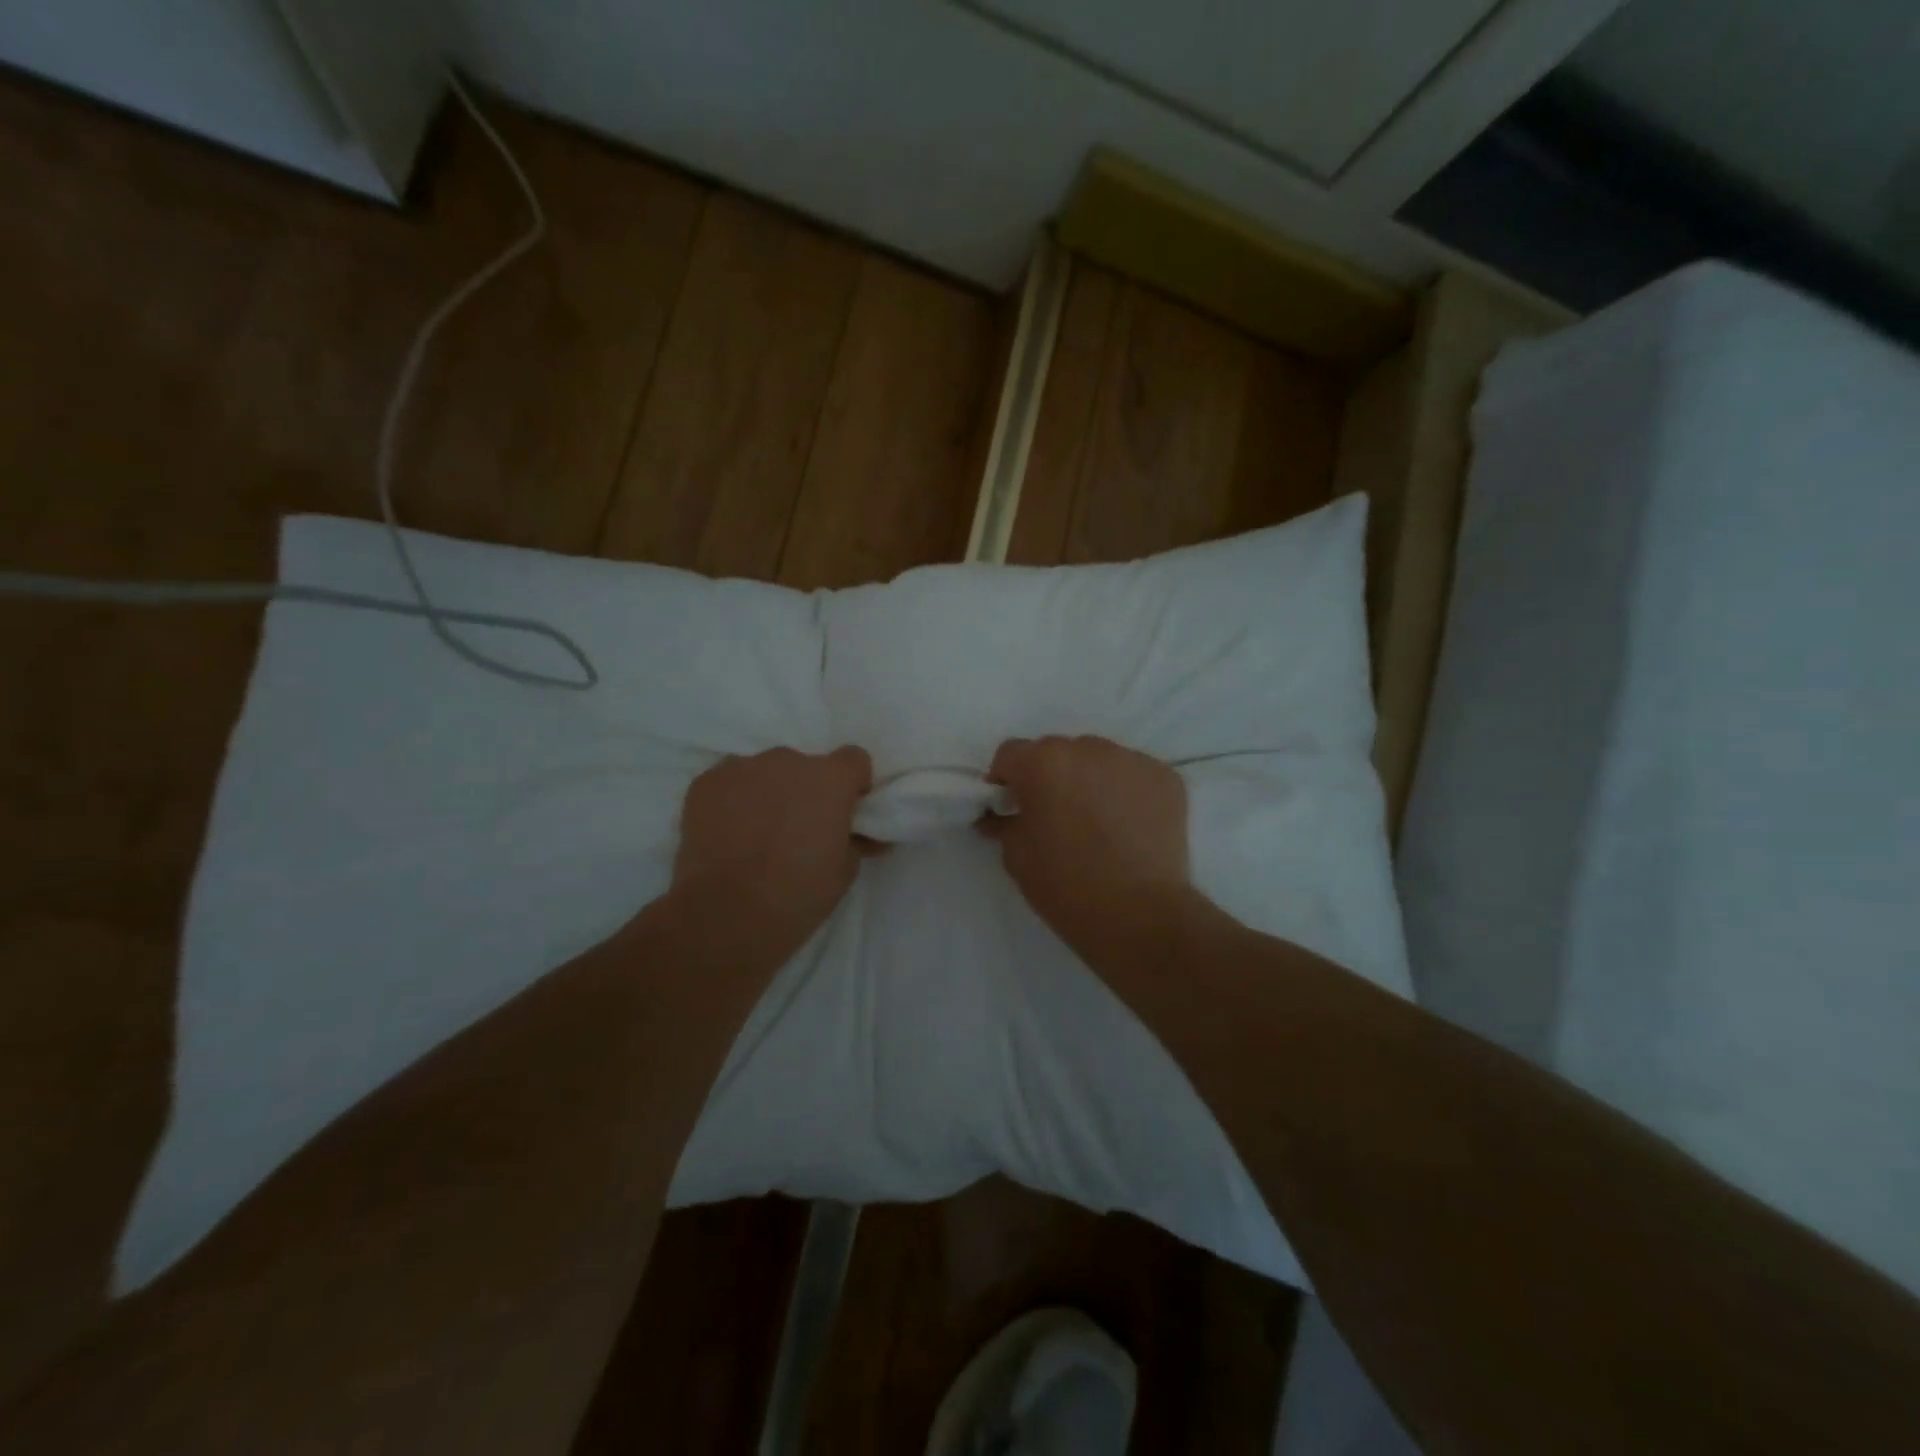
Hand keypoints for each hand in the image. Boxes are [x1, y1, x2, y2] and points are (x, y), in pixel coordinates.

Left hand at [666, 746, 872, 963]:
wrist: (726, 913)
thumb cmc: (798, 894)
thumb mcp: (845, 871)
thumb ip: (855, 840)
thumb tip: (863, 834)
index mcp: (830, 779)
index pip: (853, 759)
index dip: (852, 784)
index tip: (845, 811)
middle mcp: (788, 761)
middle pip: (805, 766)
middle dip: (805, 791)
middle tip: (798, 830)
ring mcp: (742, 767)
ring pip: (764, 772)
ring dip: (768, 793)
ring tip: (757, 834)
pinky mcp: (706, 782)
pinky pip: (729, 782)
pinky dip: (732, 800)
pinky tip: (727, 833)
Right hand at [984, 735, 1196, 971]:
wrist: (1139, 916)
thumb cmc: (1066, 886)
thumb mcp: (1016, 857)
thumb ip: (1003, 824)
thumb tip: (998, 815)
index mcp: (1043, 762)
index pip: (1011, 754)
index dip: (1005, 779)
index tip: (1010, 807)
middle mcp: (1087, 748)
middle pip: (1057, 752)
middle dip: (1050, 777)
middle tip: (1054, 816)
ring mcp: (1132, 760)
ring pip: (1099, 760)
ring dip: (1089, 780)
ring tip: (1097, 822)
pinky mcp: (1166, 778)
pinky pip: (1134, 776)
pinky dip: (1126, 792)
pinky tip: (1129, 827)